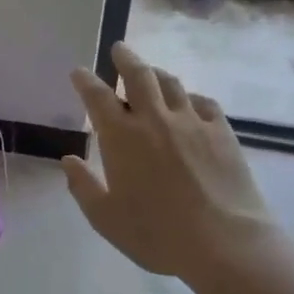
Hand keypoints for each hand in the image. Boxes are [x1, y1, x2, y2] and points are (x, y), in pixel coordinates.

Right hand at [63, 43, 285, 286]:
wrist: (225, 243)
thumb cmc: (156, 234)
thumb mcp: (106, 218)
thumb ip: (83, 187)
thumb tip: (68, 161)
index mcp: (120, 137)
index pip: (97, 96)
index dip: (85, 80)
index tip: (79, 72)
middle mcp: (154, 119)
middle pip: (138, 75)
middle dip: (125, 58)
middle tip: (119, 49)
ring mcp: (192, 122)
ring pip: (171, 83)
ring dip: (156, 73)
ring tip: (151, 72)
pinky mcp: (222, 132)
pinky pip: (204, 102)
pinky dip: (190, 97)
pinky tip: (190, 104)